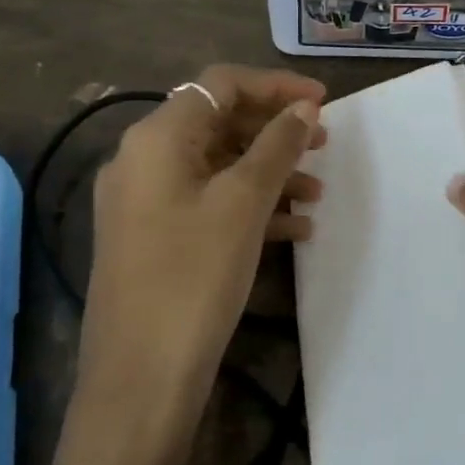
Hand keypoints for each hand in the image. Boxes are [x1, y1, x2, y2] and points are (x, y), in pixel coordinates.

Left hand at [79, 65, 324, 433]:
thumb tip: (304, 108)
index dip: (275, 87)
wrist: (140, 378)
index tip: (323, 103)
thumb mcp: (243, 204)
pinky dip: (249, 208)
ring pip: (217, 167)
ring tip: (317, 195)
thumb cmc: (193, 276)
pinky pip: (207, 204)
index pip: (219, 85)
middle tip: (323, 145)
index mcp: (156, 138)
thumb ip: (276, 147)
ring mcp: (144, 202)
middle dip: (274, 132)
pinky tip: (294, 231)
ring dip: (268, 174)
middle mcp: (142, 160)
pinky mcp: (154, 239)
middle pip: (218, 124)